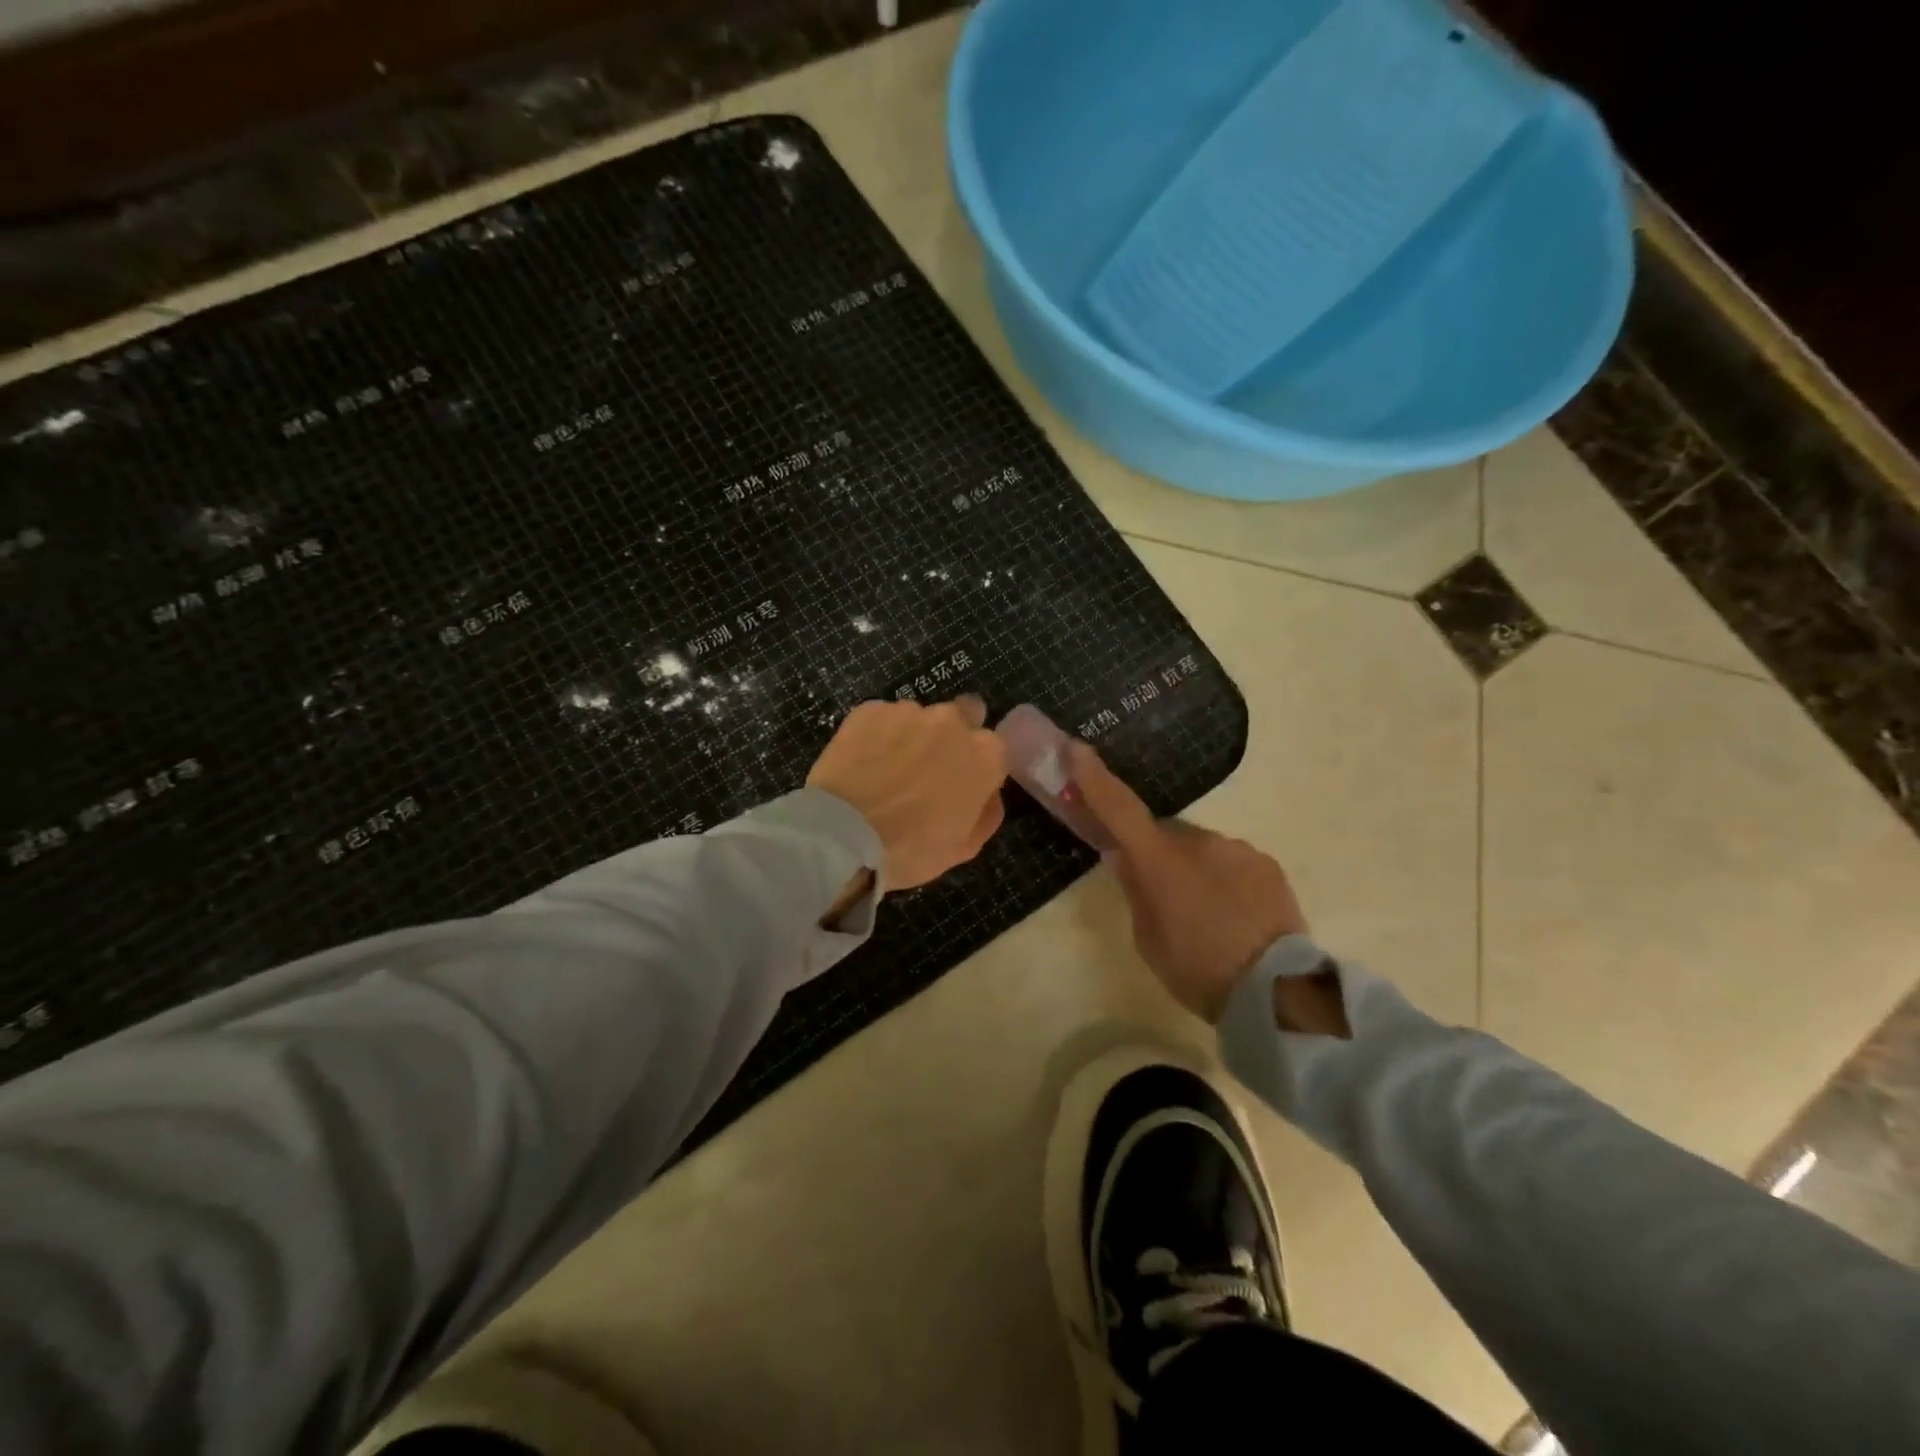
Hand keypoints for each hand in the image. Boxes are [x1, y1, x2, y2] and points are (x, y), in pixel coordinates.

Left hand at [808, 696, 1008, 891]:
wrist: (843, 835)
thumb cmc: (910, 848)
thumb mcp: (964, 847)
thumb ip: (986, 813)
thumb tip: (988, 794)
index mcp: (985, 754)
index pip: (993, 748)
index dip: (977, 765)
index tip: (960, 783)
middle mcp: (952, 721)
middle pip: (963, 715)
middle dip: (951, 735)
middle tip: (928, 768)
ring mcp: (909, 711)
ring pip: (919, 717)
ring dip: (911, 736)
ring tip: (886, 770)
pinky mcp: (870, 709)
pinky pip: (881, 719)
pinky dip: (877, 735)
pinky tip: (862, 763)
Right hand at [1070, 742, 1310, 1023]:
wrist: (1277, 992)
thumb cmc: (1198, 970)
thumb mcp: (1148, 939)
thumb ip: (1137, 892)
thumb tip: (1128, 861)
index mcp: (1160, 861)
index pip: (1119, 808)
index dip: (1094, 778)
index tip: (1077, 749)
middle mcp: (1199, 842)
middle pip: (1164, 836)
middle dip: (1158, 856)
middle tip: (1162, 895)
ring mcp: (1237, 848)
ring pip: (1201, 850)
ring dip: (1195, 870)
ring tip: (1207, 915)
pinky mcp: (1266, 863)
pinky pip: (1233, 862)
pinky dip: (1225, 880)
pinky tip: (1236, 915)